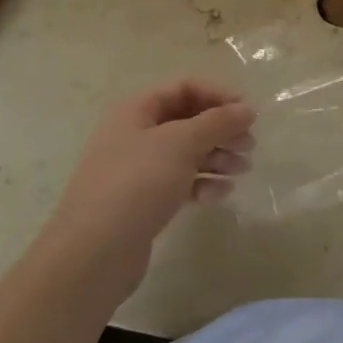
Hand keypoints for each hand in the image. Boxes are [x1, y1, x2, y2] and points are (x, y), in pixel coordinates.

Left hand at [46, 80, 254, 279]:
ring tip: (242, 170)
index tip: (249, 113)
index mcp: (136, 110)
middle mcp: (135, 134)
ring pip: (187, 152)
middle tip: (249, 145)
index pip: (184, 87)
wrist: (93, 254)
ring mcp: (138, 169)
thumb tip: (247, 108)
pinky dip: (203, 183)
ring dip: (218, 157)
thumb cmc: (137, 184)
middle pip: (188, 120)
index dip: (218, 95)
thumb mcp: (181, 143)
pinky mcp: (144, 200)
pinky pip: (180, 181)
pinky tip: (219, 195)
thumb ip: (218, 121)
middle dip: (222, 130)